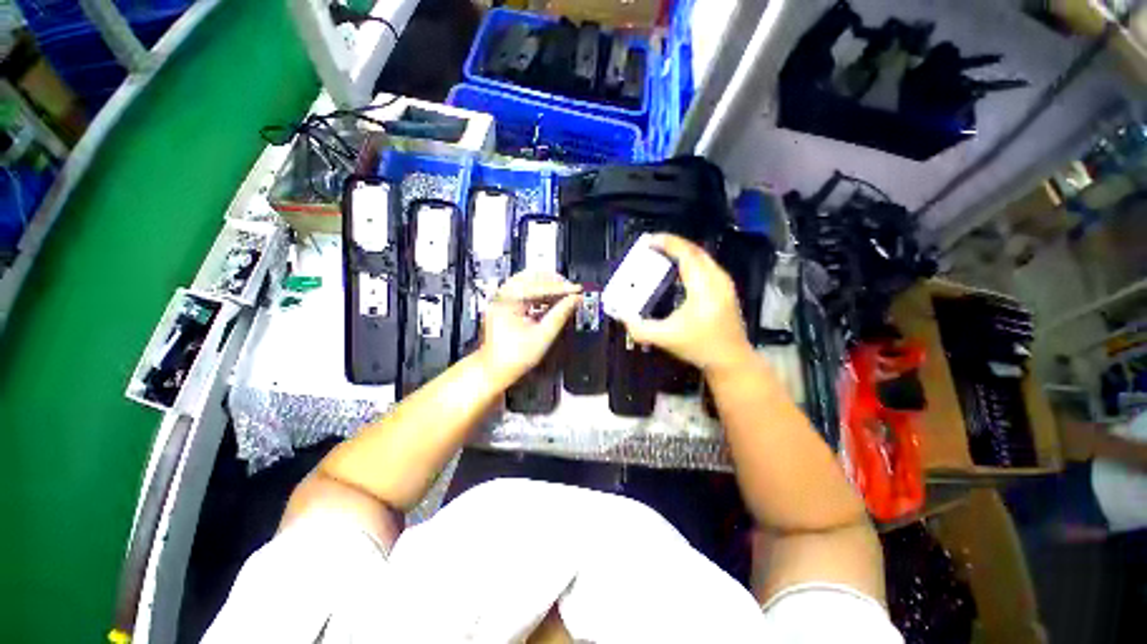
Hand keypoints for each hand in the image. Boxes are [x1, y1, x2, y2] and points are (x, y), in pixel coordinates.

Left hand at [479, 271, 581, 384]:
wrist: (494, 371)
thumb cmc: (514, 357)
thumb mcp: (542, 336)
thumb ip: (560, 315)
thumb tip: (575, 300)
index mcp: (508, 301)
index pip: (538, 286)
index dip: (561, 288)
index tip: (576, 289)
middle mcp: (502, 296)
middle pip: (531, 278)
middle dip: (553, 282)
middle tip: (571, 288)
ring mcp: (501, 300)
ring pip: (527, 283)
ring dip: (547, 286)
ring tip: (564, 292)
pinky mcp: (504, 306)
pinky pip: (523, 292)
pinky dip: (539, 294)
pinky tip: (552, 299)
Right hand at [622, 234, 753, 374]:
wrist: (731, 360)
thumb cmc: (700, 347)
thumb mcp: (666, 339)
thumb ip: (640, 329)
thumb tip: (622, 317)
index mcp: (703, 287)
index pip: (686, 254)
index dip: (667, 243)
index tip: (648, 240)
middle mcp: (717, 279)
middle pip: (694, 251)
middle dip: (672, 244)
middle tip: (651, 246)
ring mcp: (724, 283)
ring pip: (702, 257)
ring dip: (682, 252)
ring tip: (661, 255)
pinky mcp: (725, 289)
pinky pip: (706, 265)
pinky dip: (690, 261)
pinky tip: (678, 269)